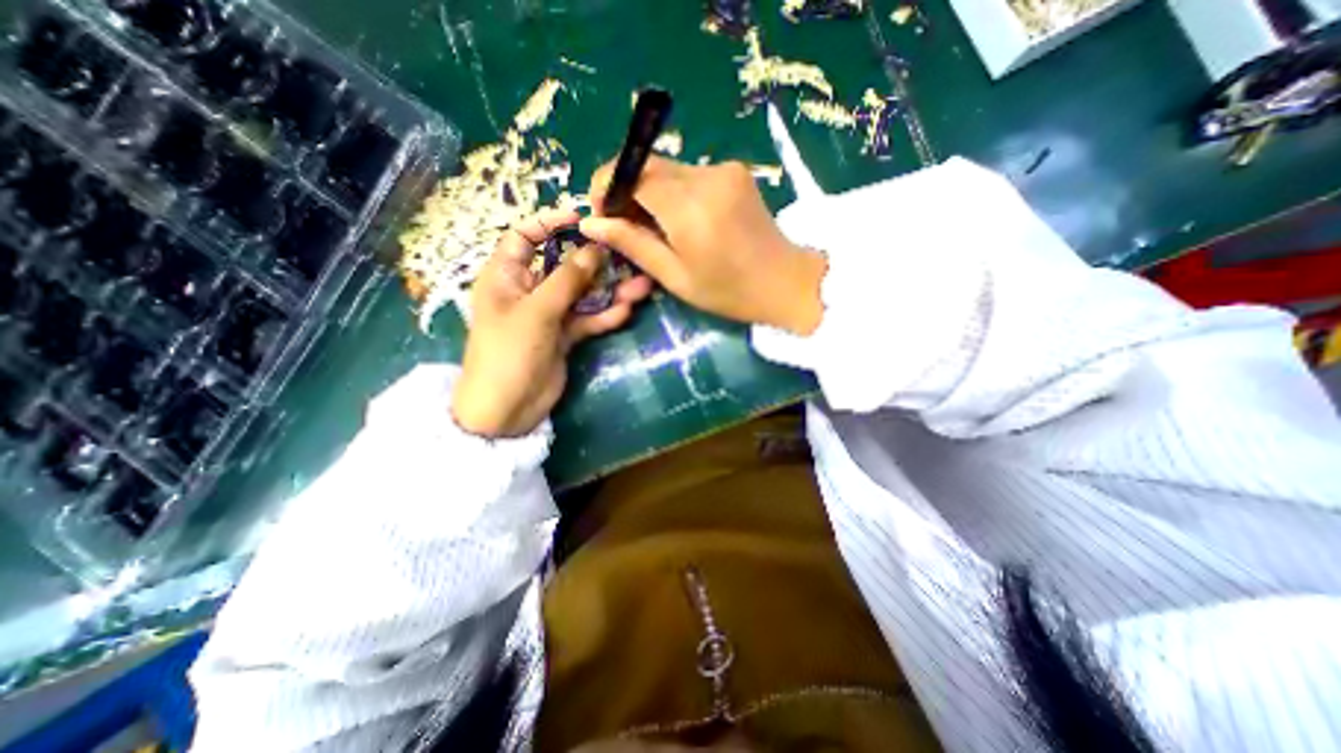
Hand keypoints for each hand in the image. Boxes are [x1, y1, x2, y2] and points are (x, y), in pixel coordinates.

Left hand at [450, 209, 656, 438]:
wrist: (507, 410)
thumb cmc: (509, 353)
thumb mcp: (537, 311)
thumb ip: (567, 280)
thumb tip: (594, 249)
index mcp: (506, 276)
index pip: (524, 237)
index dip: (549, 223)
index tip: (582, 219)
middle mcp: (528, 290)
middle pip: (563, 265)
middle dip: (594, 261)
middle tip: (625, 254)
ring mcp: (549, 314)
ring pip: (582, 294)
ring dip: (609, 290)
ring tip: (642, 285)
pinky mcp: (564, 336)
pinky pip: (588, 319)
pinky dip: (605, 315)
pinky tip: (627, 311)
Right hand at [580, 157, 822, 334]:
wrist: (786, 282)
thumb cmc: (729, 291)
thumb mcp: (675, 276)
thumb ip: (633, 244)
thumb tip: (590, 224)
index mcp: (690, 207)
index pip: (631, 171)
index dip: (607, 186)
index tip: (603, 215)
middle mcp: (706, 175)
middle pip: (649, 166)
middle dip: (627, 191)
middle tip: (625, 227)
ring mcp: (724, 169)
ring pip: (669, 170)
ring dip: (652, 194)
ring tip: (655, 230)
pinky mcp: (735, 171)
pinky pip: (690, 175)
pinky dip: (675, 194)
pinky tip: (682, 222)